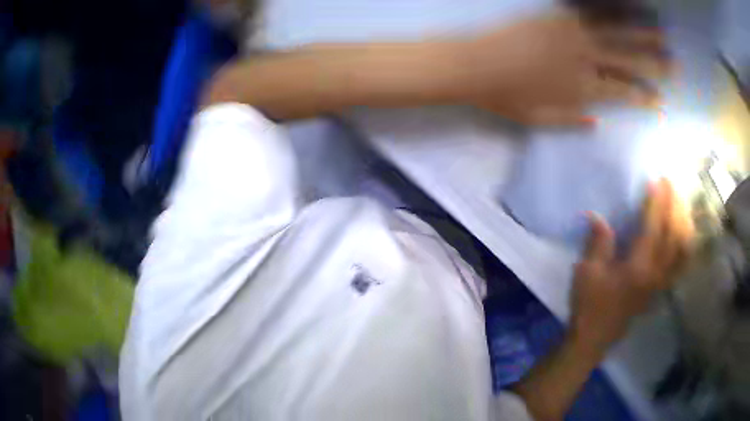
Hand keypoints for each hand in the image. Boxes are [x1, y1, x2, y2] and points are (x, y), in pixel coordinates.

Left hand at [462, 9, 670, 125]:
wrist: (480, 67)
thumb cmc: (501, 97)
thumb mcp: (530, 118)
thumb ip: (563, 120)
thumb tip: (595, 123)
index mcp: (577, 90)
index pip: (619, 93)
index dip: (642, 97)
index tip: (659, 101)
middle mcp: (586, 61)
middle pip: (629, 63)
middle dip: (656, 68)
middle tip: (676, 70)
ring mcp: (578, 35)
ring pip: (622, 35)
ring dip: (647, 38)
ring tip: (666, 41)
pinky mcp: (566, 17)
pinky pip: (602, 13)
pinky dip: (622, 14)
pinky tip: (635, 14)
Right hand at [570, 179, 692, 353]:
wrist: (598, 329)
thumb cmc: (588, 298)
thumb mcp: (586, 269)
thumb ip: (597, 243)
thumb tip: (596, 216)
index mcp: (639, 267)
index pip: (653, 229)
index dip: (655, 205)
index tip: (656, 183)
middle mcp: (660, 271)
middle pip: (676, 235)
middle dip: (675, 207)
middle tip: (671, 185)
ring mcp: (665, 279)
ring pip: (686, 246)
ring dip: (685, 221)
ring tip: (680, 203)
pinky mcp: (663, 284)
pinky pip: (683, 258)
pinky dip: (686, 240)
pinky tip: (682, 232)